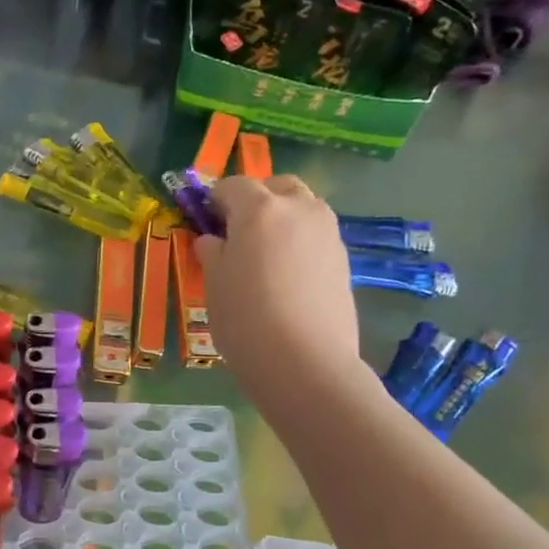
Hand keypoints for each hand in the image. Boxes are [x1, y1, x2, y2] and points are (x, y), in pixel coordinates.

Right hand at [195, 175, 360, 391]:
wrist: (305, 362)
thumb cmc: (246, 320)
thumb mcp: (214, 286)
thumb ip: (212, 254)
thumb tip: (213, 240)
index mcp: (260, 209)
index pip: (233, 186)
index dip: (215, 199)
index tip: (205, 220)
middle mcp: (298, 209)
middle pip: (277, 186)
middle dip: (256, 199)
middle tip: (237, 231)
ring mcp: (327, 232)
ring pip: (302, 207)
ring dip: (282, 217)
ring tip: (264, 252)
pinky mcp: (343, 258)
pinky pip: (316, 235)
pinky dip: (299, 241)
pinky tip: (286, 274)